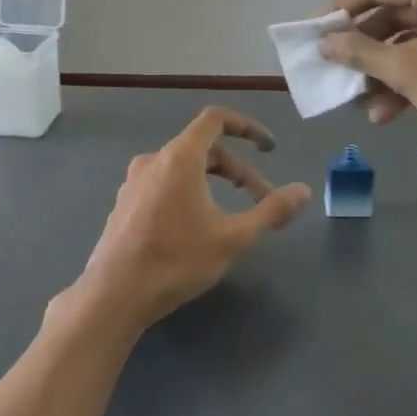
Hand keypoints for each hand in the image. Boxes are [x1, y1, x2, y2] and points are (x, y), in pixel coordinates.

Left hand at [67, 107, 310, 335]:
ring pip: (183, 168)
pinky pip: (164, 184)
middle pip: (204, 148)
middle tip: (260, 200)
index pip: (215, 119)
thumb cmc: (176, 261)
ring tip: (230, 214)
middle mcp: (154, 160)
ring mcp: (134, 182)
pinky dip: (188, 192)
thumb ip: (270, 211)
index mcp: (180, 157)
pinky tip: (194, 227)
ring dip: (213, 182)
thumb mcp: (233, 238)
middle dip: (237, 170)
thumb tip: (303, 191)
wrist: (113, 296)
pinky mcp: (125, 204)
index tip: (268, 148)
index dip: (246, 126)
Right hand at [319, 0, 416, 156]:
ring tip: (361, 105)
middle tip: (338, 72)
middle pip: (396, 15)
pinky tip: (389, 112)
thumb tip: (325, 42)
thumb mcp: (406, 71)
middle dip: (365, 50)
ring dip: (386, 72)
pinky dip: (413, 77)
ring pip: (415, 40)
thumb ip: (360, 53)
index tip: (314, 31)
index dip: (341, 9)